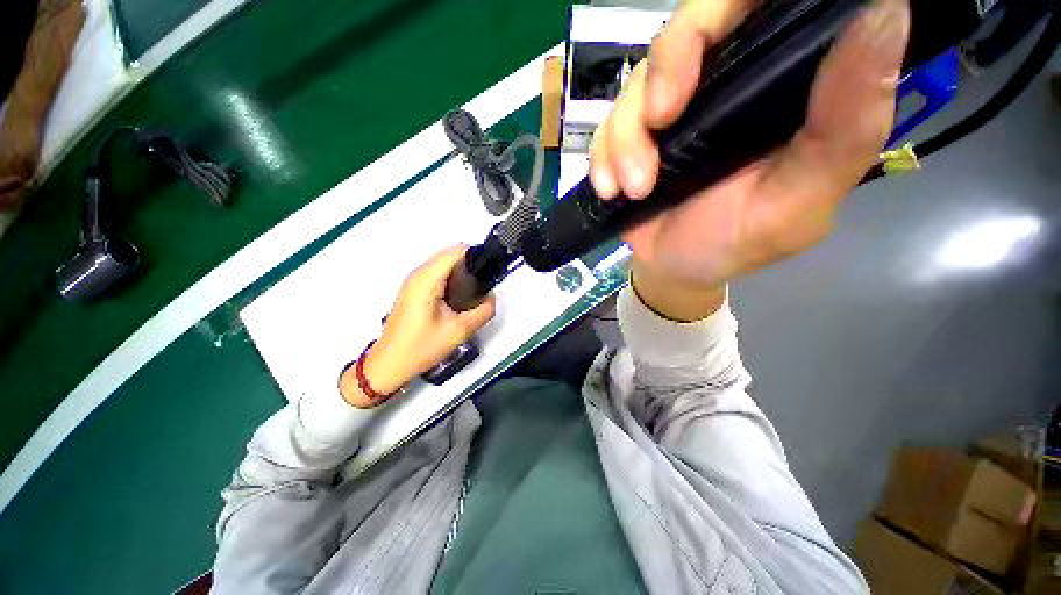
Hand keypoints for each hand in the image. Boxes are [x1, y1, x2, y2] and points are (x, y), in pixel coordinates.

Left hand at [340, 245, 495, 407]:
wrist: (389, 364)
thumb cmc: (421, 347)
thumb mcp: (460, 331)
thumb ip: (483, 311)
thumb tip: (492, 297)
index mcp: (427, 280)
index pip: (456, 251)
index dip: (476, 256)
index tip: (489, 271)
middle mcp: (418, 275)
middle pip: (450, 254)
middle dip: (470, 265)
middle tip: (484, 285)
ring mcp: (413, 281)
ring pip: (443, 264)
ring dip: (461, 272)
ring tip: (474, 292)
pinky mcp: (412, 290)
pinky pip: (436, 274)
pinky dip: (451, 279)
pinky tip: (459, 298)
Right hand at [590, 0, 910, 291]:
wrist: (674, 269)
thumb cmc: (736, 243)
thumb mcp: (797, 201)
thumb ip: (845, 128)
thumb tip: (885, 14)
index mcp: (783, 87)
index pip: (768, 6)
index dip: (737, 4)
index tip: (717, 43)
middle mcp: (728, 83)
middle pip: (692, 24)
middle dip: (667, 65)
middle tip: (660, 121)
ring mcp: (673, 109)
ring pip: (638, 80)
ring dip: (626, 136)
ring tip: (635, 188)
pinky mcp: (632, 135)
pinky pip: (605, 124)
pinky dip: (601, 155)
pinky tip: (610, 189)